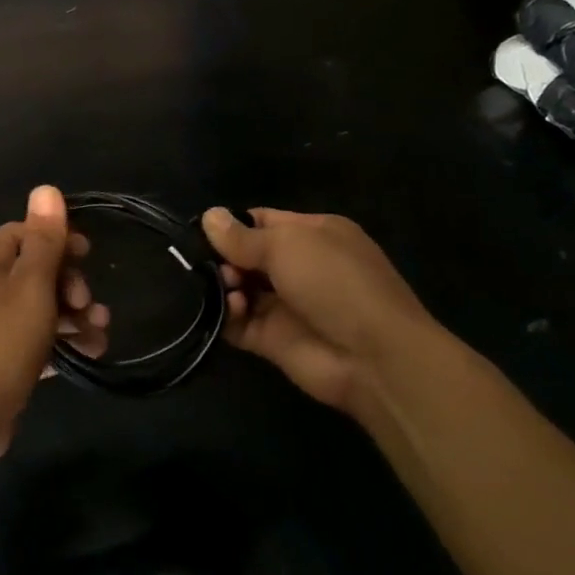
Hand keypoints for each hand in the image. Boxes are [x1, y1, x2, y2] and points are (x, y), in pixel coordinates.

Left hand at [0, 186, 108, 474]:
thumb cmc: (0, 343)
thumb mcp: (31, 286)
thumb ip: (43, 239)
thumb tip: (46, 188)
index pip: (28, 232)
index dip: (60, 241)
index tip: (90, 257)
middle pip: (38, 268)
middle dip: (71, 283)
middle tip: (87, 305)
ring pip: (42, 305)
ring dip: (74, 314)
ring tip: (100, 332)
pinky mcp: (2, 353)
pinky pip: (38, 336)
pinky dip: (62, 340)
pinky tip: (91, 352)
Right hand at [201, 207, 442, 416]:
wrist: (373, 357)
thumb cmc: (334, 282)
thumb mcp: (286, 245)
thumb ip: (242, 236)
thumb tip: (208, 216)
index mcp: (312, 234)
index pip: (262, 222)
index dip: (232, 225)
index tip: (201, 231)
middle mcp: (299, 267)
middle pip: (246, 256)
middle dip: (223, 257)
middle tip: (209, 264)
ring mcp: (285, 305)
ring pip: (239, 288)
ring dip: (224, 285)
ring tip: (227, 287)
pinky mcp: (272, 340)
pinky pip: (239, 322)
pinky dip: (228, 315)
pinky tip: (233, 309)